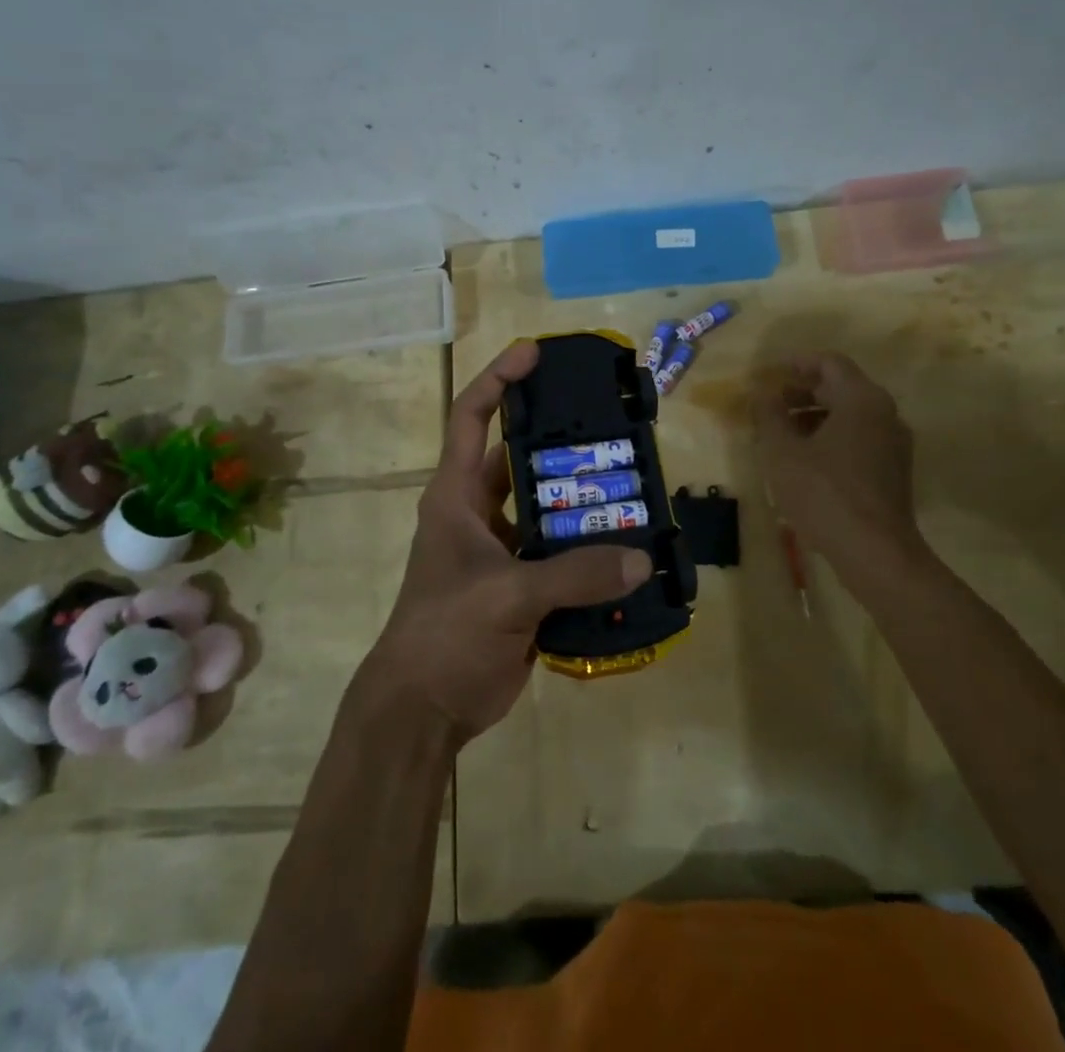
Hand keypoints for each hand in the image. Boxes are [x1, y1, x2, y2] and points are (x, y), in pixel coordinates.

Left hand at [368, 340, 650, 745]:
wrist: (423, 711)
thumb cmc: (445, 634)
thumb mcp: (506, 596)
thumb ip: (574, 575)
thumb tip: (641, 560)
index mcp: (456, 495)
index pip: (472, 417)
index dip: (499, 378)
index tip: (534, 352)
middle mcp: (479, 512)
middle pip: (522, 459)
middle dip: (562, 440)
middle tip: (612, 424)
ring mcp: (501, 550)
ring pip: (547, 508)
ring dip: (583, 500)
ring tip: (632, 482)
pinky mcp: (521, 585)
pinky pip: (560, 554)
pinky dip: (590, 549)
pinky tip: (629, 546)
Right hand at [753, 351, 927, 603]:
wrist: (876, 553)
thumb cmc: (824, 494)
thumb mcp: (782, 452)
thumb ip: (769, 414)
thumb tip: (763, 392)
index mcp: (862, 399)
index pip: (829, 363)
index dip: (796, 364)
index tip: (768, 374)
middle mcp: (885, 413)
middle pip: (840, 388)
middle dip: (802, 393)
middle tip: (769, 405)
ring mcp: (894, 443)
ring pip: (850, 416)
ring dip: (814, 417)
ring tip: (781, 435)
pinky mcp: (894, 471)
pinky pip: (859, 439)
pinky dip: (831, 438)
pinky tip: (805, 461)